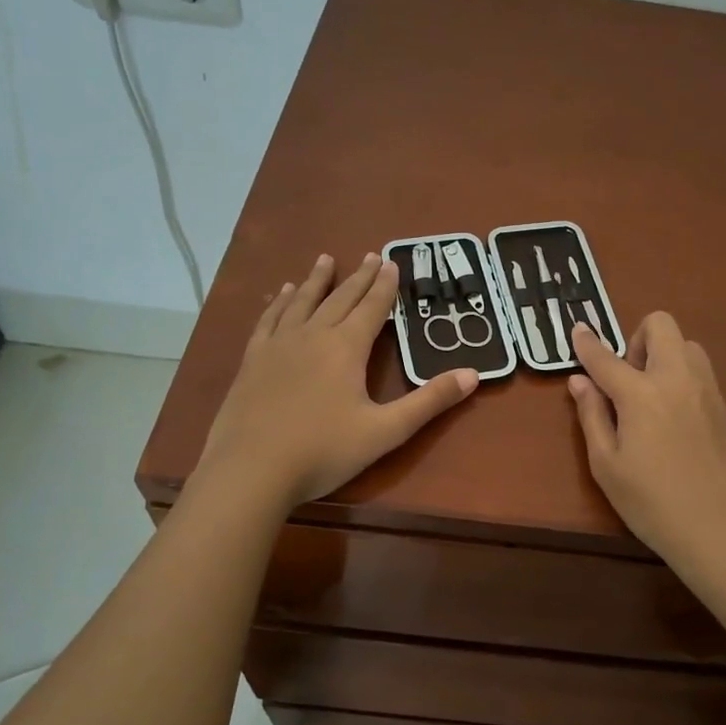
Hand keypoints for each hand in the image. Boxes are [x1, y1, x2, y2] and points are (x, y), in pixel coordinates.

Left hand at [199, 253, 477, 507]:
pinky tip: (279, 295)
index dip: (384, 286)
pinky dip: (278, 303)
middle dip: (357, 277)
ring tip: (325, 259)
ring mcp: (278, 346)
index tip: (391, 262)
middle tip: (369, 255)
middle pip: (339, 299)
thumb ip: (429, 402)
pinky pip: (268, 320)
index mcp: (346, 348)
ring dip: (316, 280)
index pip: (371, 308)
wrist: (251, 469)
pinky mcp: (252, 361)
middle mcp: (312, 336)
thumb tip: (473, 375)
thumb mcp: (386, 431)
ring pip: (301, 302)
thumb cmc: (324, 451)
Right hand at [566, 314, 725, 566]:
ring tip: (651, 397)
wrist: (723, 529)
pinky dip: (681, 377)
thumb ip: (592, 416)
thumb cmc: (653, 504)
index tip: (578, 330)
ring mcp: (708, 390)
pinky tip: (674, 418)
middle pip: (660, 325)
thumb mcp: (607, 466)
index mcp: (641, 394)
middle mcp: (677, 379)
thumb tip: (580, 381)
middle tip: (626, 379)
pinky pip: (701, 372)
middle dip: (636, 338)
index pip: (606, 357)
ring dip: (664, 355)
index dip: (587, 343)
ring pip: (687, 344)